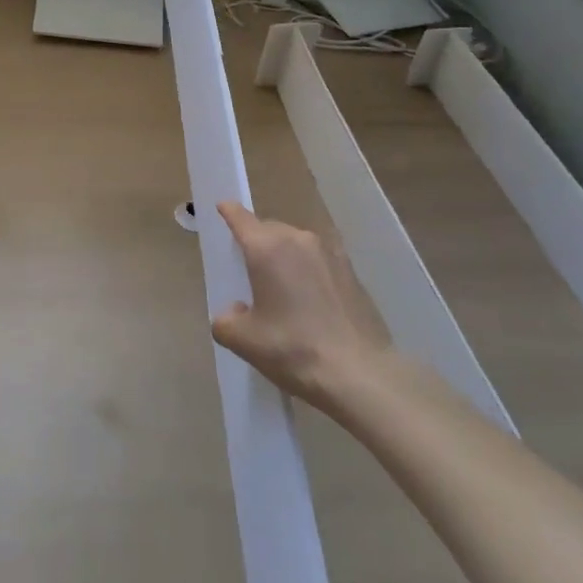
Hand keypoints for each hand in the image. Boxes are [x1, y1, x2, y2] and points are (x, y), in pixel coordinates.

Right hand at [211, 201, 389, 408]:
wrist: (360, 374)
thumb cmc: (294, 350)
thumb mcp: (244, 341)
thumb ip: (225, 321)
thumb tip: (234, 311)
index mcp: (267, 248)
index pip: (241, 218)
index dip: (228, 211)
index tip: (222, 207)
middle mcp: (299, 240)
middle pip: (269, 230)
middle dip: (256, 241)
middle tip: (247, 267)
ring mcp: (330, 253)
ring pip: (296, 244)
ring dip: (284, 256)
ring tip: (280, 286)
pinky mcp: (352, 272)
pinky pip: (318, 260)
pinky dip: (308, 270)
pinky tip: (309, 298)